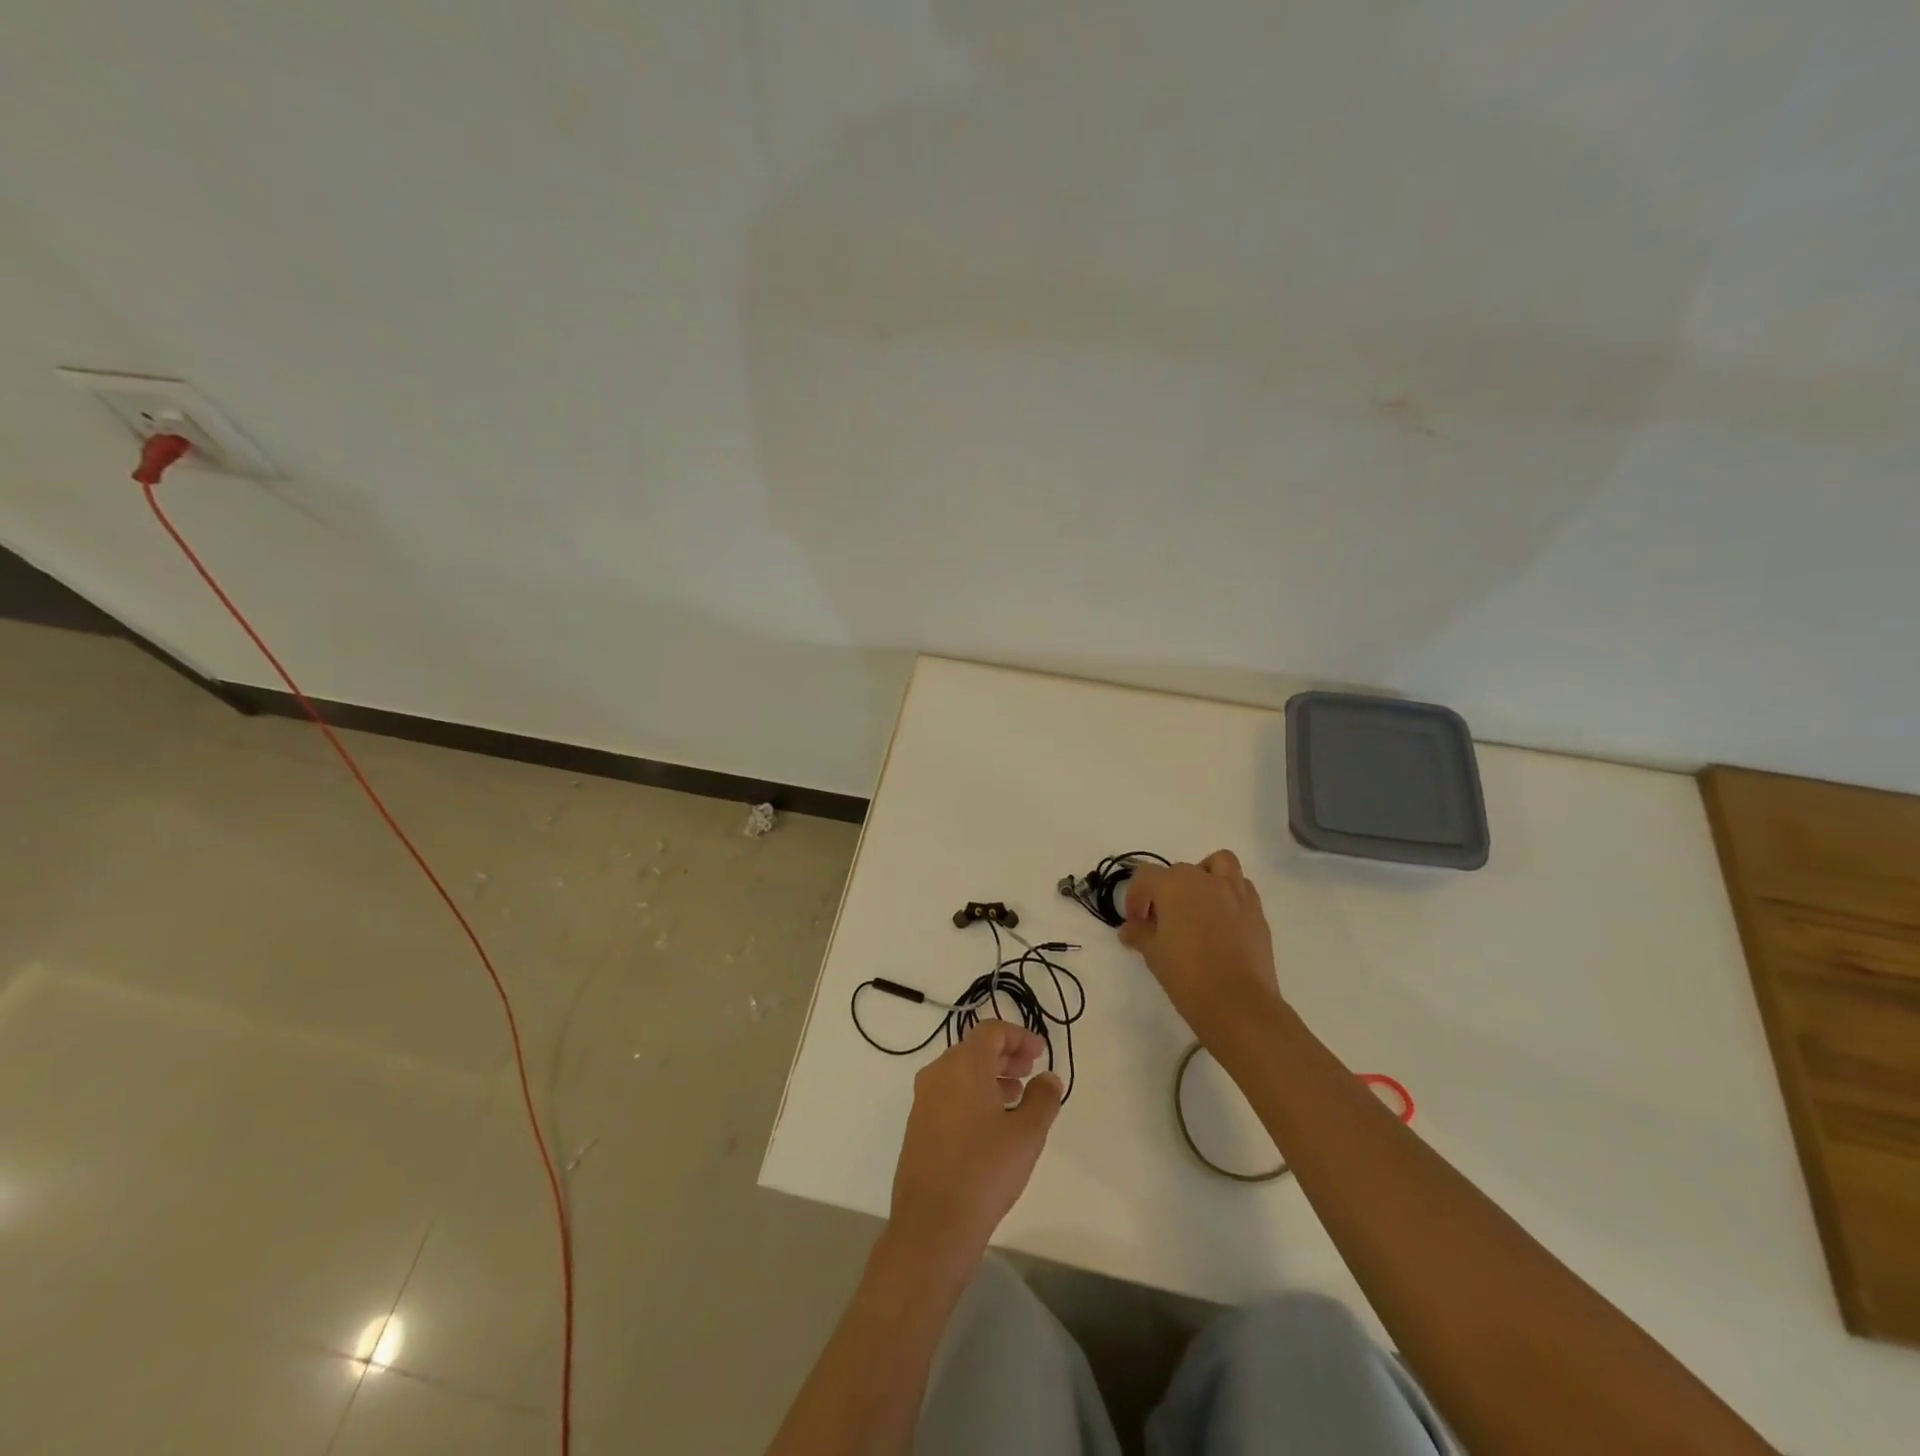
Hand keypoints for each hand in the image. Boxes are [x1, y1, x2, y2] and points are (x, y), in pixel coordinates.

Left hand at [888, 1020, 1063, 1266]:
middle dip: (1005, 1055)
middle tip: (1030, 1071)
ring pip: (960, 1073)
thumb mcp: (1027, 1134)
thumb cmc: (984, 1171)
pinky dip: (973, 1096)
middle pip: (974, 1049)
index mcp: (962, 1065)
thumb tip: (1049, 1079)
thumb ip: (1043, 1100)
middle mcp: (938, 1074)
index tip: (1041, 1054)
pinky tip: (992, 1125)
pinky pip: (949, 1095)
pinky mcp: (918, 1127)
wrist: (932, 1225)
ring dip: (990, 1077)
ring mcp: (923, 1101)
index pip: (991, 1031)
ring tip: (1017, 1098)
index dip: (1019, 1036)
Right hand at [1119, 849, 1283, 1045]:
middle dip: (1166, 891)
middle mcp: (1205, 880)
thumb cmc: (1187, 976)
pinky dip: (1229, 894)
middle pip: (1179, 871)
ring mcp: (1236, 893)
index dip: (1135, 897)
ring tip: (1198, 904)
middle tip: (1162, 921)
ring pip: (1219, 865)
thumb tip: (1129, 929)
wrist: (1238, 1004)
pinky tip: (1222, 921)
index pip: (1145, 877)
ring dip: (1205, 876)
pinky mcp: (1257, 912)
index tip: (1135, 923)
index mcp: (1174, 885)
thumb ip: (1139, 934)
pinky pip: (1242, 888)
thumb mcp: (1153, 954)